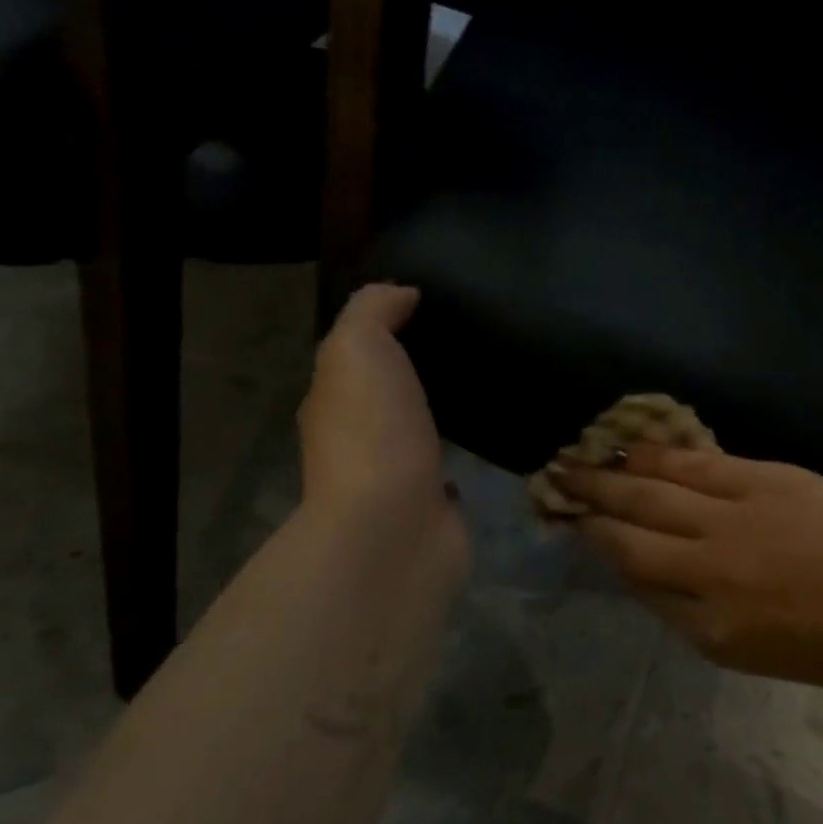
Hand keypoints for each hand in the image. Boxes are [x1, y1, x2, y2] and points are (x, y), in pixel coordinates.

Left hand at [298, 285, 466, 575]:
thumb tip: (403, 293)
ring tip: (486, 380)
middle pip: (388, 393)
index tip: (434, 305)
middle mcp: (358, 440)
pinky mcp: (433, 507)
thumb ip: (373, 312)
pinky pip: (448, 468)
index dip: (387, 329)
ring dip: (439, 412)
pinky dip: (461, 453)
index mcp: (333, 401)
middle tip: (470, 340)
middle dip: (418, 371)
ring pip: (418, 431)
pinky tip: (489, 434)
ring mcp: (395, 478)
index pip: (356, 356)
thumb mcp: (358, 348)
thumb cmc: (372, 433)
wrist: (394, 530)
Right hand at [547, 446, 822, 692]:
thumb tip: (643, 572)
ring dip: (614, 472)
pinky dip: (662, 453)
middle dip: (590, 502)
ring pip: (658, 489)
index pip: (635, 573)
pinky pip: (700, 463)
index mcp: (708, 622)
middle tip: (554, 479)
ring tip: (579, 456)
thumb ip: (689, 614)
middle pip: (633, 527)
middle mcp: (710, 565)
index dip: (598, 543)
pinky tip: (636, 444)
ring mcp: (736, 516)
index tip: (571, 522)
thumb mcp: (748, 653)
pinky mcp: (764, 479)